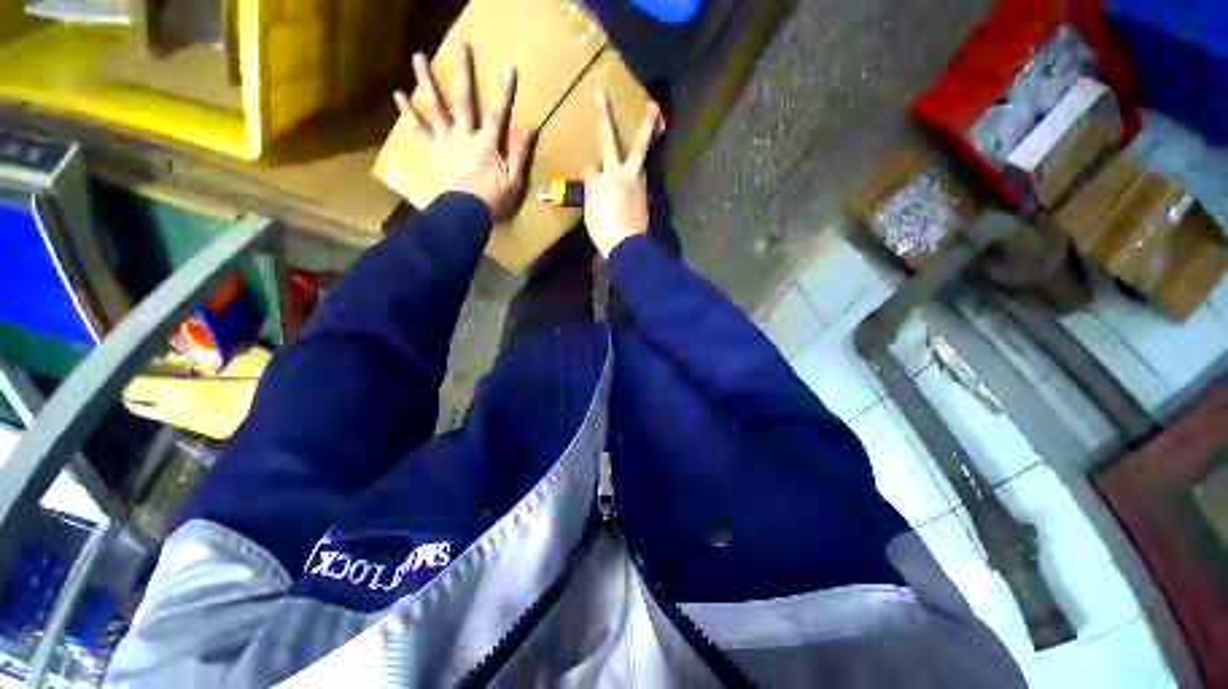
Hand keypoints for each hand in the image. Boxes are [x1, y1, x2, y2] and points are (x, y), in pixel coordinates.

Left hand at [394, 44, 533, 219]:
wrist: (464, 214)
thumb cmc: (492, 198)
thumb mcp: (514, 179)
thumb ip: (520, 152)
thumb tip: (530, 126)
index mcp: (487, 143)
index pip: (497, 113)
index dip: (503, 90)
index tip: (508, 67)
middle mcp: (464, 135)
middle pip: (463, 100)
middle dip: (463, 72)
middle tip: (460, 46)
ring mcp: (446, 141)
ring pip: (435, 107)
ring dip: (427, 81)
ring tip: (418, 56)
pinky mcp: (433, 150)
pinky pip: (418, 129)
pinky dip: (408, 112)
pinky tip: (399, 94)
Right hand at [584, 94, 664, 256]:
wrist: (628, 244)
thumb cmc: (604, 232)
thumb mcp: (590, 214)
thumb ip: (591, 193)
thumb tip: (593, 177)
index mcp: (601, 182)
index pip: (591, 167)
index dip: (590, 170)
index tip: (591, 172)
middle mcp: (618, 175)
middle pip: (610, 142)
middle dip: (605, 119)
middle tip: (603, 96)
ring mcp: (635, 181)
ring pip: (640, 150)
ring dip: (647, 129)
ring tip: (654, 110)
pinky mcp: (646, 190)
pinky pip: (644, 169)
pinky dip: (645, 158)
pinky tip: (647, 151)